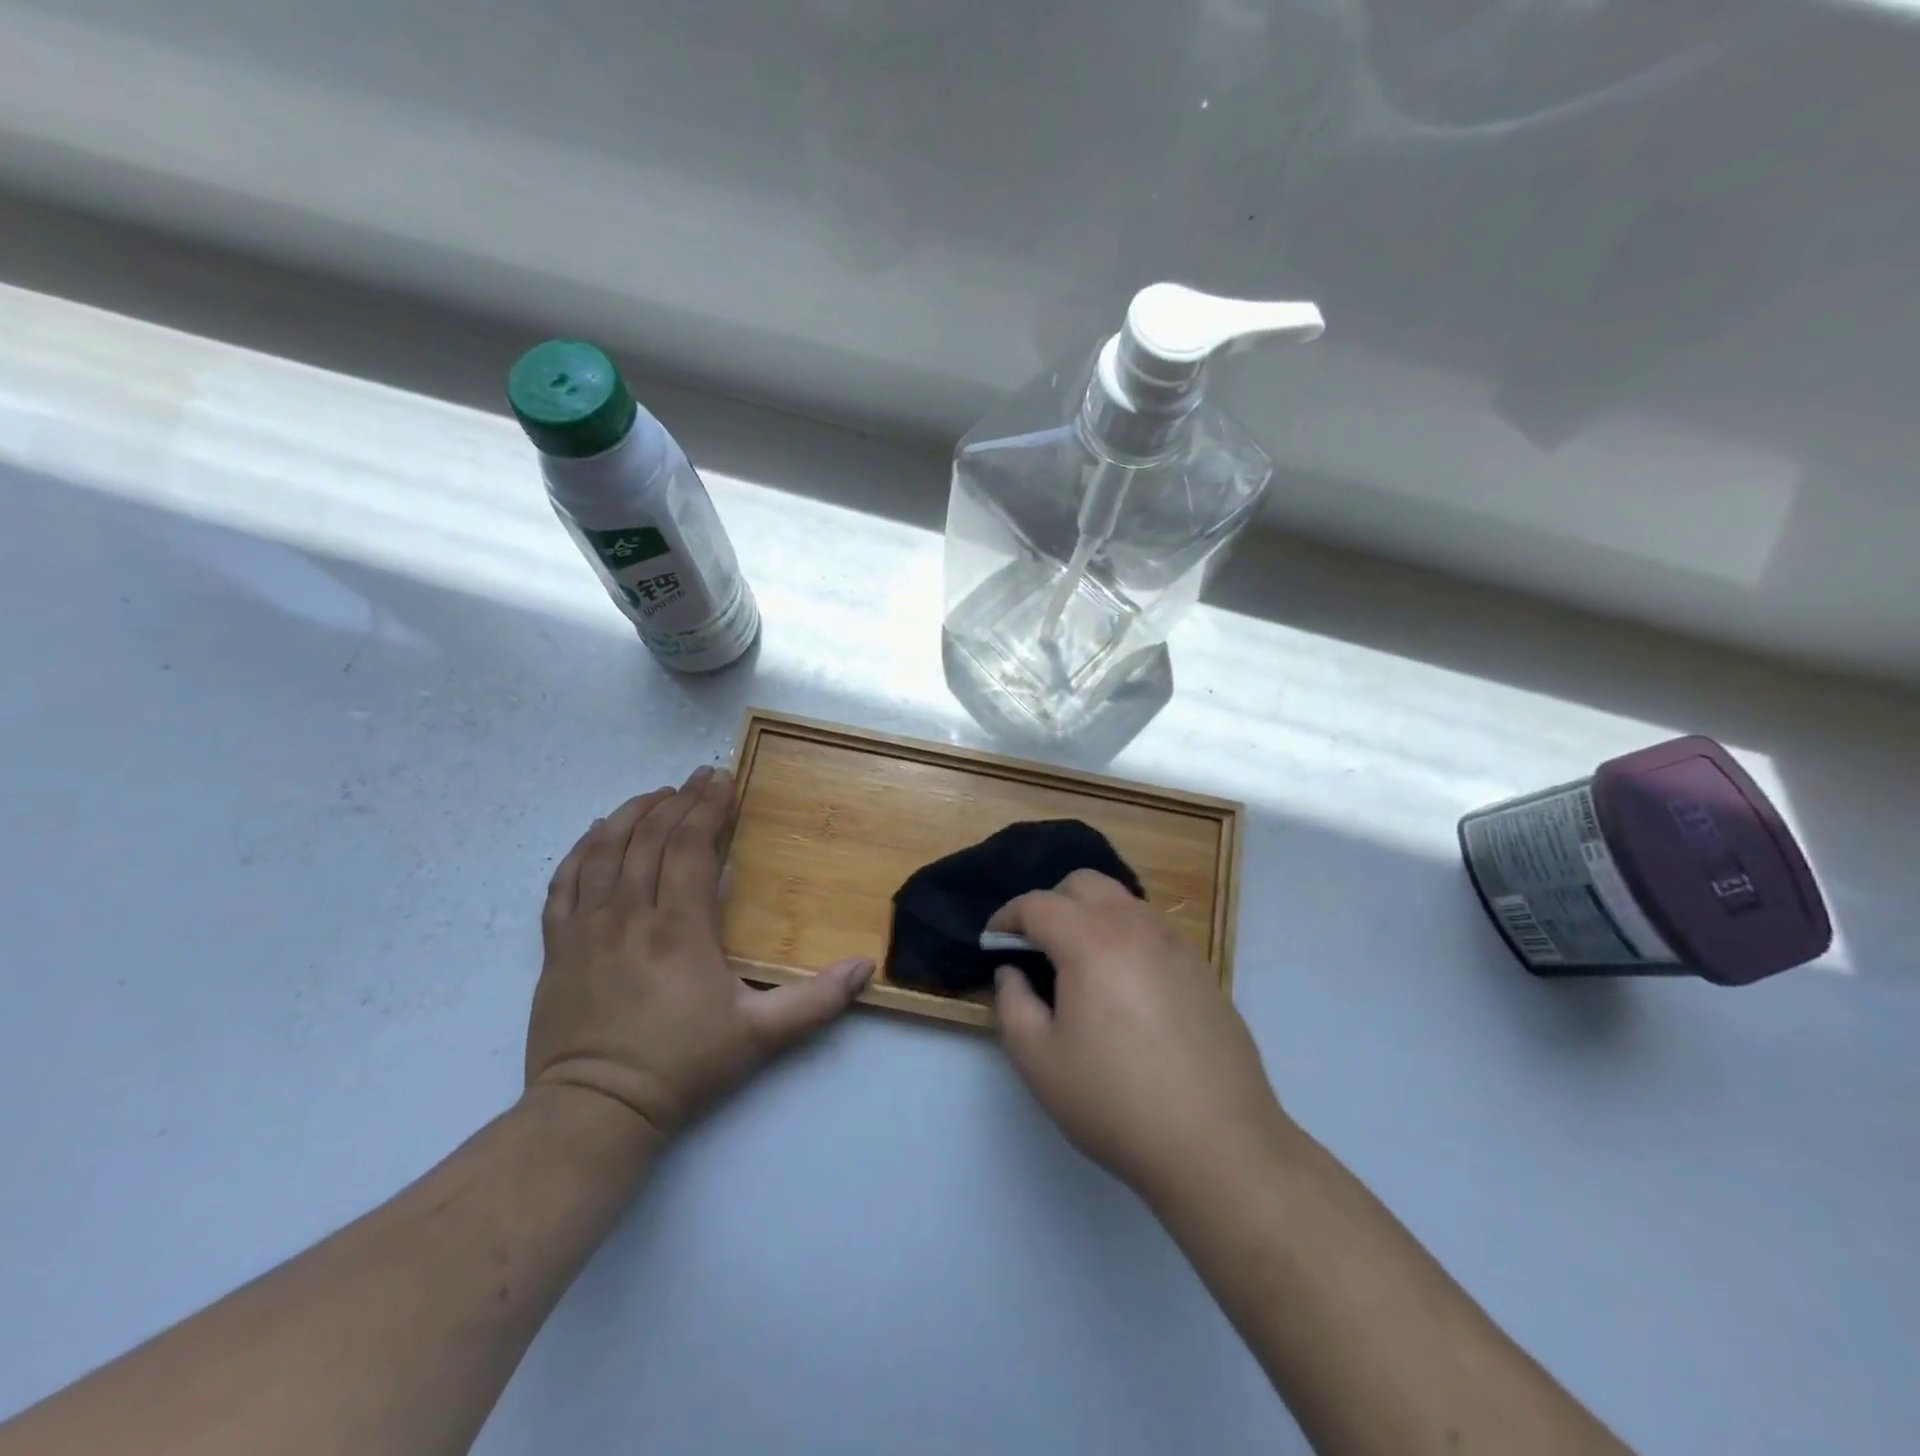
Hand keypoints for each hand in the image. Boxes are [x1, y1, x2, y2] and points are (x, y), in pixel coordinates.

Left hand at [526, 766, 873, 1141]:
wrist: (596, 1110)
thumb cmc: (683, 1066)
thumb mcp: (760, 1036)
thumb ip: (816, 1000)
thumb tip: (865, 968)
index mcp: (679, 928)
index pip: (691, 847)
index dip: (708, 807)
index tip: (722, 778)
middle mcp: (629, 915)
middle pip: (650, 839)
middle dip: (679, 801)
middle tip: (699, 777)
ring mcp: (586, 928)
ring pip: (605, 851)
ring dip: (632, 814)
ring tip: (656, 795)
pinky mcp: (557, 947)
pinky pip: (563, 882)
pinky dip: (582, 849)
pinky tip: (597, 833)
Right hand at [990, 870, 1289, 1201]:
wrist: (1219, 1145)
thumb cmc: (1116, 1102)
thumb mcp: (1039, 1061)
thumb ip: (1012, 1004)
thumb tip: (1012, 972)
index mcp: (1092, 941)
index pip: (1038, 904)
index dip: (1007, 918)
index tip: (993, 943)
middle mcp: (1136, 926)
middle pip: (1084, 883)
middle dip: (1051, 903)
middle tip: (1036, 947)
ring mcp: (1175, 944)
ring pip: (1122, 901)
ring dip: (1090, 915)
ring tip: (1079, 965)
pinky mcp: (1201, 969)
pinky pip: (1151, 929)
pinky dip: (1124, 936)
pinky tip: (1123, 987)